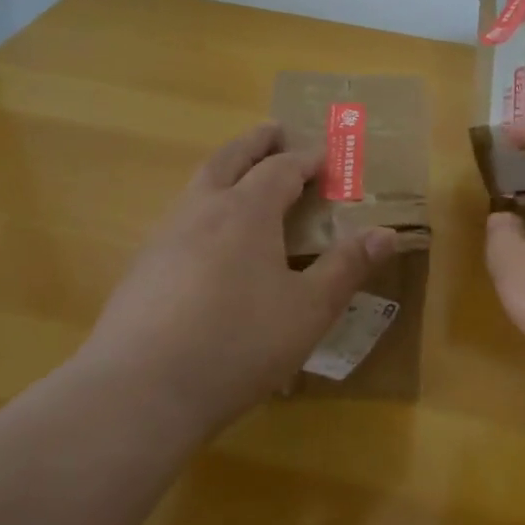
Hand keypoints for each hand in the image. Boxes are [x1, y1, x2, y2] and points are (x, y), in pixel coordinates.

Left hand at [80, 123, 395, 439]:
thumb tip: (386, 234)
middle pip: (230, 159)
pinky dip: (203, 207)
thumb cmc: (237, 344)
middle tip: (274, 131)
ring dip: (225, 170)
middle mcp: (202, 211)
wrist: (138, 393)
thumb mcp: (308, 310)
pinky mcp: (141, 268)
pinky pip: (180, 218)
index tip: (325, 157)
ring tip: (242, 177)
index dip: (306, 159)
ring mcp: (164, 237)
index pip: (280, 169)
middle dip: (256, 143)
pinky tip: (208, 240)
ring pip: (198, 185)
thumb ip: (346, 267)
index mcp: (246, 212)